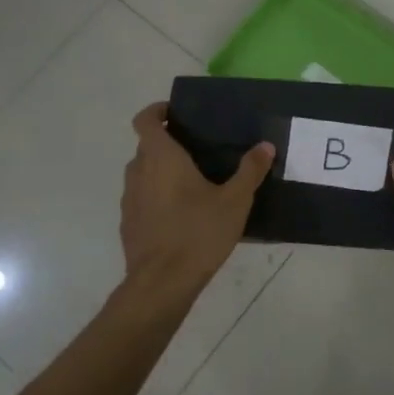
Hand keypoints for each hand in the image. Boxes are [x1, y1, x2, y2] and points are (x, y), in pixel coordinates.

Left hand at [120, 102, 273, 291]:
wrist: (162, 283)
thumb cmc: (198, 233)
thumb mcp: (234, 201)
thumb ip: (250, 171)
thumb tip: (265, 146)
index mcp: (161, 158)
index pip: (145, 120)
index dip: (156, 111)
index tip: (174, 113)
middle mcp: (139, 172)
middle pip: (146, 146)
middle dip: (166, 143)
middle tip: (196, 149)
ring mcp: (130, 199)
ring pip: (142, 173)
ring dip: (160, 171)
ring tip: (191, 182)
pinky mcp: (128, 223)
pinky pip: (141, 198)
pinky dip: (156, 197)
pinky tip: (180, 214)